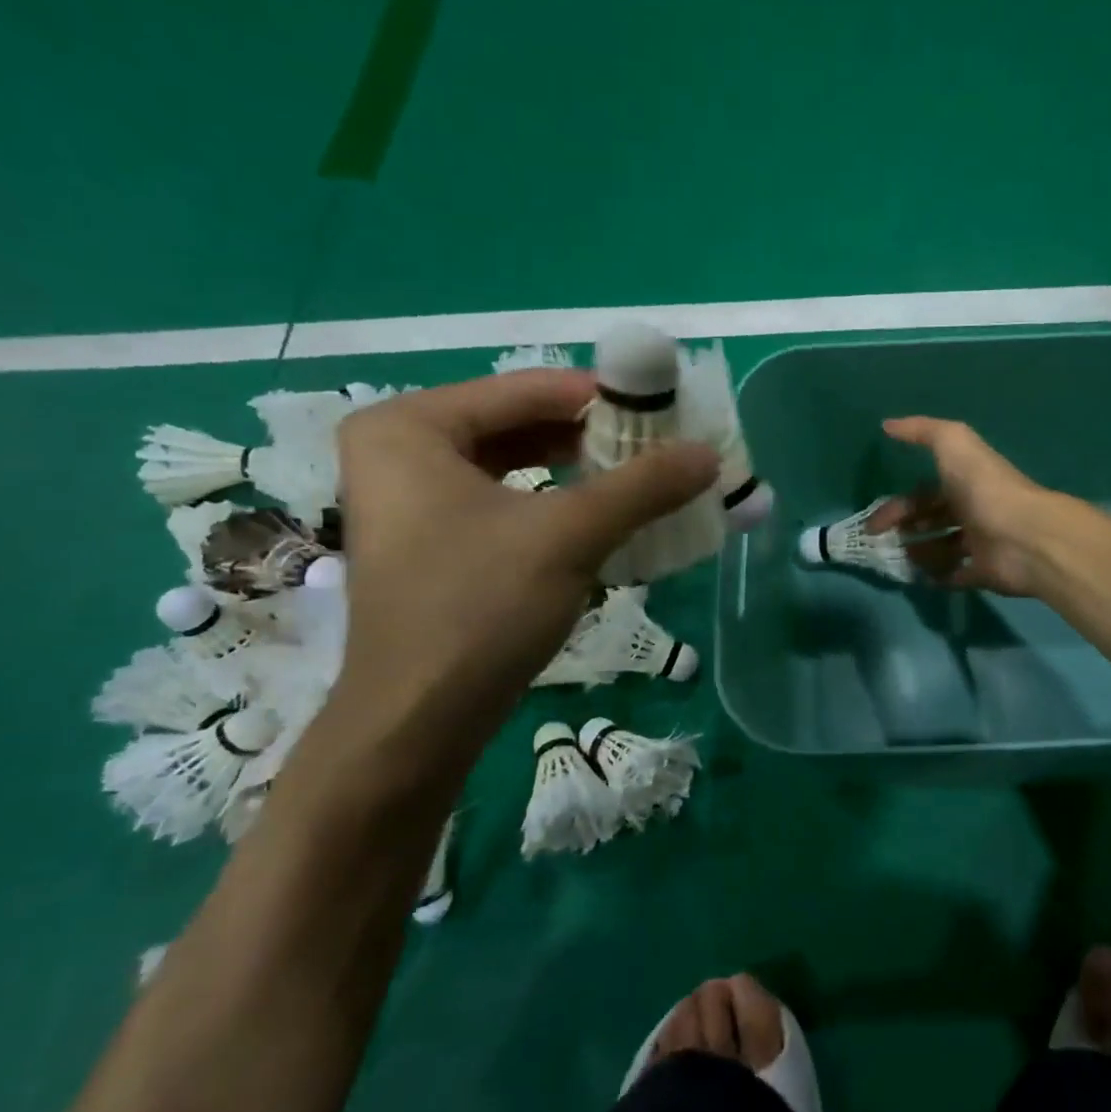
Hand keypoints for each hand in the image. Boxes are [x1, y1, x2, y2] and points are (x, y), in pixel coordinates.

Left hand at [333, 370, 717, 734]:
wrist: (418, 722)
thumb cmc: (480, 607)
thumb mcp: (571, 536)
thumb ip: (644, 486)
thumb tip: (710, 454)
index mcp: (410, 426)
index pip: (527, 389)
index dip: (604, 397)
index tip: (668, 410)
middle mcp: (400, 450)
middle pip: (519, 423)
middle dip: (594, 436)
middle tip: (661, 446)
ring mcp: (411, 498)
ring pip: (515, 462)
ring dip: (581, 469)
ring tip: (642, 477)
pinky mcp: (431, 540)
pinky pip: (504, 499)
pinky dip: (555, 502)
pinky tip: (604, 514)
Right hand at [879, 417, 1056, 594]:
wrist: (1024, 536)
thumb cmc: (984, 488)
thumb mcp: (953, 445)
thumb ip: (922, 431)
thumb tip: (887, 424)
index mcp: (965, 481)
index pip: (926, 492)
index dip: (899, 504)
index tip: (874, 522)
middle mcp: (972, 510)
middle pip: (931, 520)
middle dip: (903, 529)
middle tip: (879, 543)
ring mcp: (980, 543)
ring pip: (942, 548)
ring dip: (917, 553)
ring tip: (899, 560)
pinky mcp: (985, 572)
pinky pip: (957, 575)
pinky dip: (938, 577)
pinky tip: (919, 578)